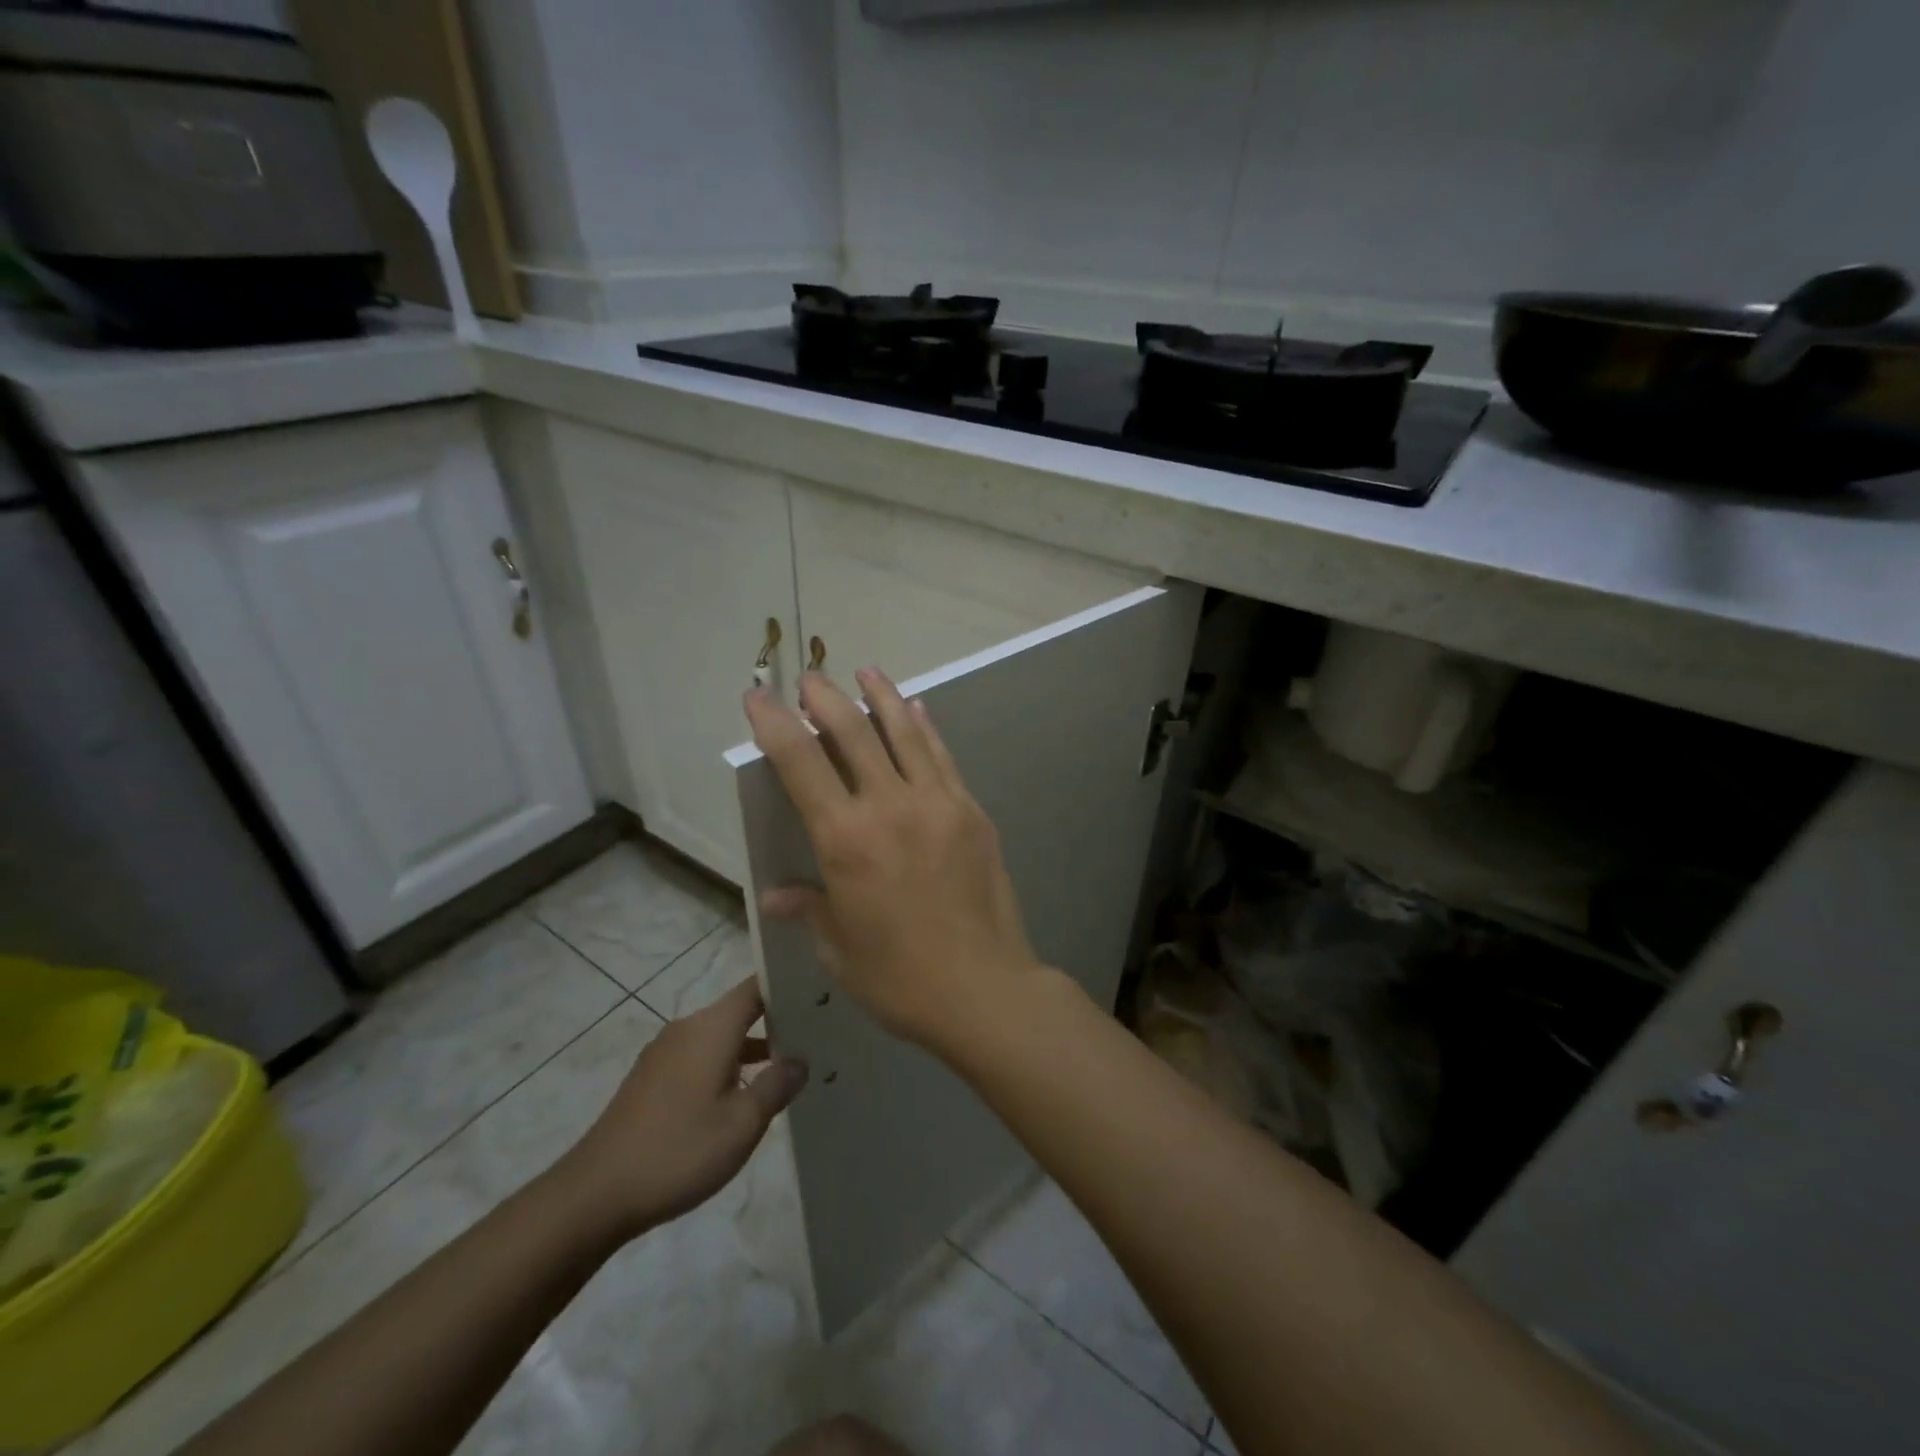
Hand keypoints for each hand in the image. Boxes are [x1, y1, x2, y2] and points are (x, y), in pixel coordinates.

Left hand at [557, 978, 807, 1237]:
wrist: (595, 1194)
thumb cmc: (678, 1151)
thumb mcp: (742, 1124)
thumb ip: (777, 1085)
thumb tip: (799, 1061)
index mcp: (712, 1027)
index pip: (756, 986)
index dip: (787, 984)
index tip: (819, 993)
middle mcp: (688, 1028)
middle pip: (739, 1010)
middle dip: (775, 1020)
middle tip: (816, 1034)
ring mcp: (665, 1053)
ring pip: (720, 1036)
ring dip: (751, 1047)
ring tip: (787, 1067)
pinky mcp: (651, 1078)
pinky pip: (699, 1056)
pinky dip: (726, 1064)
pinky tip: (741, 1095)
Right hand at [743, 668, 1044, 1053]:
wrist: (984, 989)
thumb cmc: (900, 979)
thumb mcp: (840, 949)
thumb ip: (810, 908)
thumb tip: (777, 893)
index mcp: (845, 840)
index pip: (799, 763)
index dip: (773, 723)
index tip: (758, 695)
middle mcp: (889, 806)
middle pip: (852, 733)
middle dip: (825, 699)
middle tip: (809, 679)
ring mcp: (937, 803)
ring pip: (904, 733)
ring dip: (881, 696)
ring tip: (866, 670)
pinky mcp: (971, 811)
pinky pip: (942, 757)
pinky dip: (925, 728)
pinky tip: (918, 710)